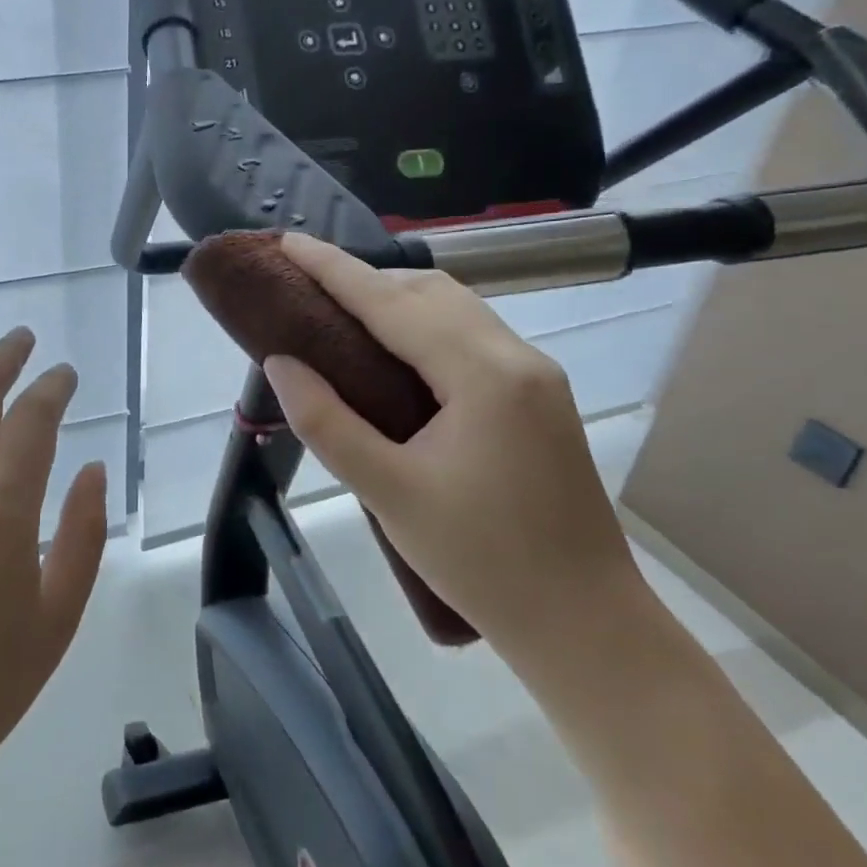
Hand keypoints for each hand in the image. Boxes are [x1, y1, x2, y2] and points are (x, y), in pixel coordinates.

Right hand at [261, 233, 641, 664]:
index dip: (333, 268)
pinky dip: (422, 326)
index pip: (391, 302)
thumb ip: (326, 421)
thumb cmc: (482, 562)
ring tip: (339, 311)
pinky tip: (393, 351)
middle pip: (430, 291)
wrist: (586, 625)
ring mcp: (535, 377)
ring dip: (395, 299)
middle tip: (304, 283)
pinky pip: (470, 337)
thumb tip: (280, 362)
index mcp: (483, 374)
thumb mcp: (389, 492)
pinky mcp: (538, 399)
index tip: (287, 241)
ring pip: (455, 309)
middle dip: (365, 277)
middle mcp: (517, 358)